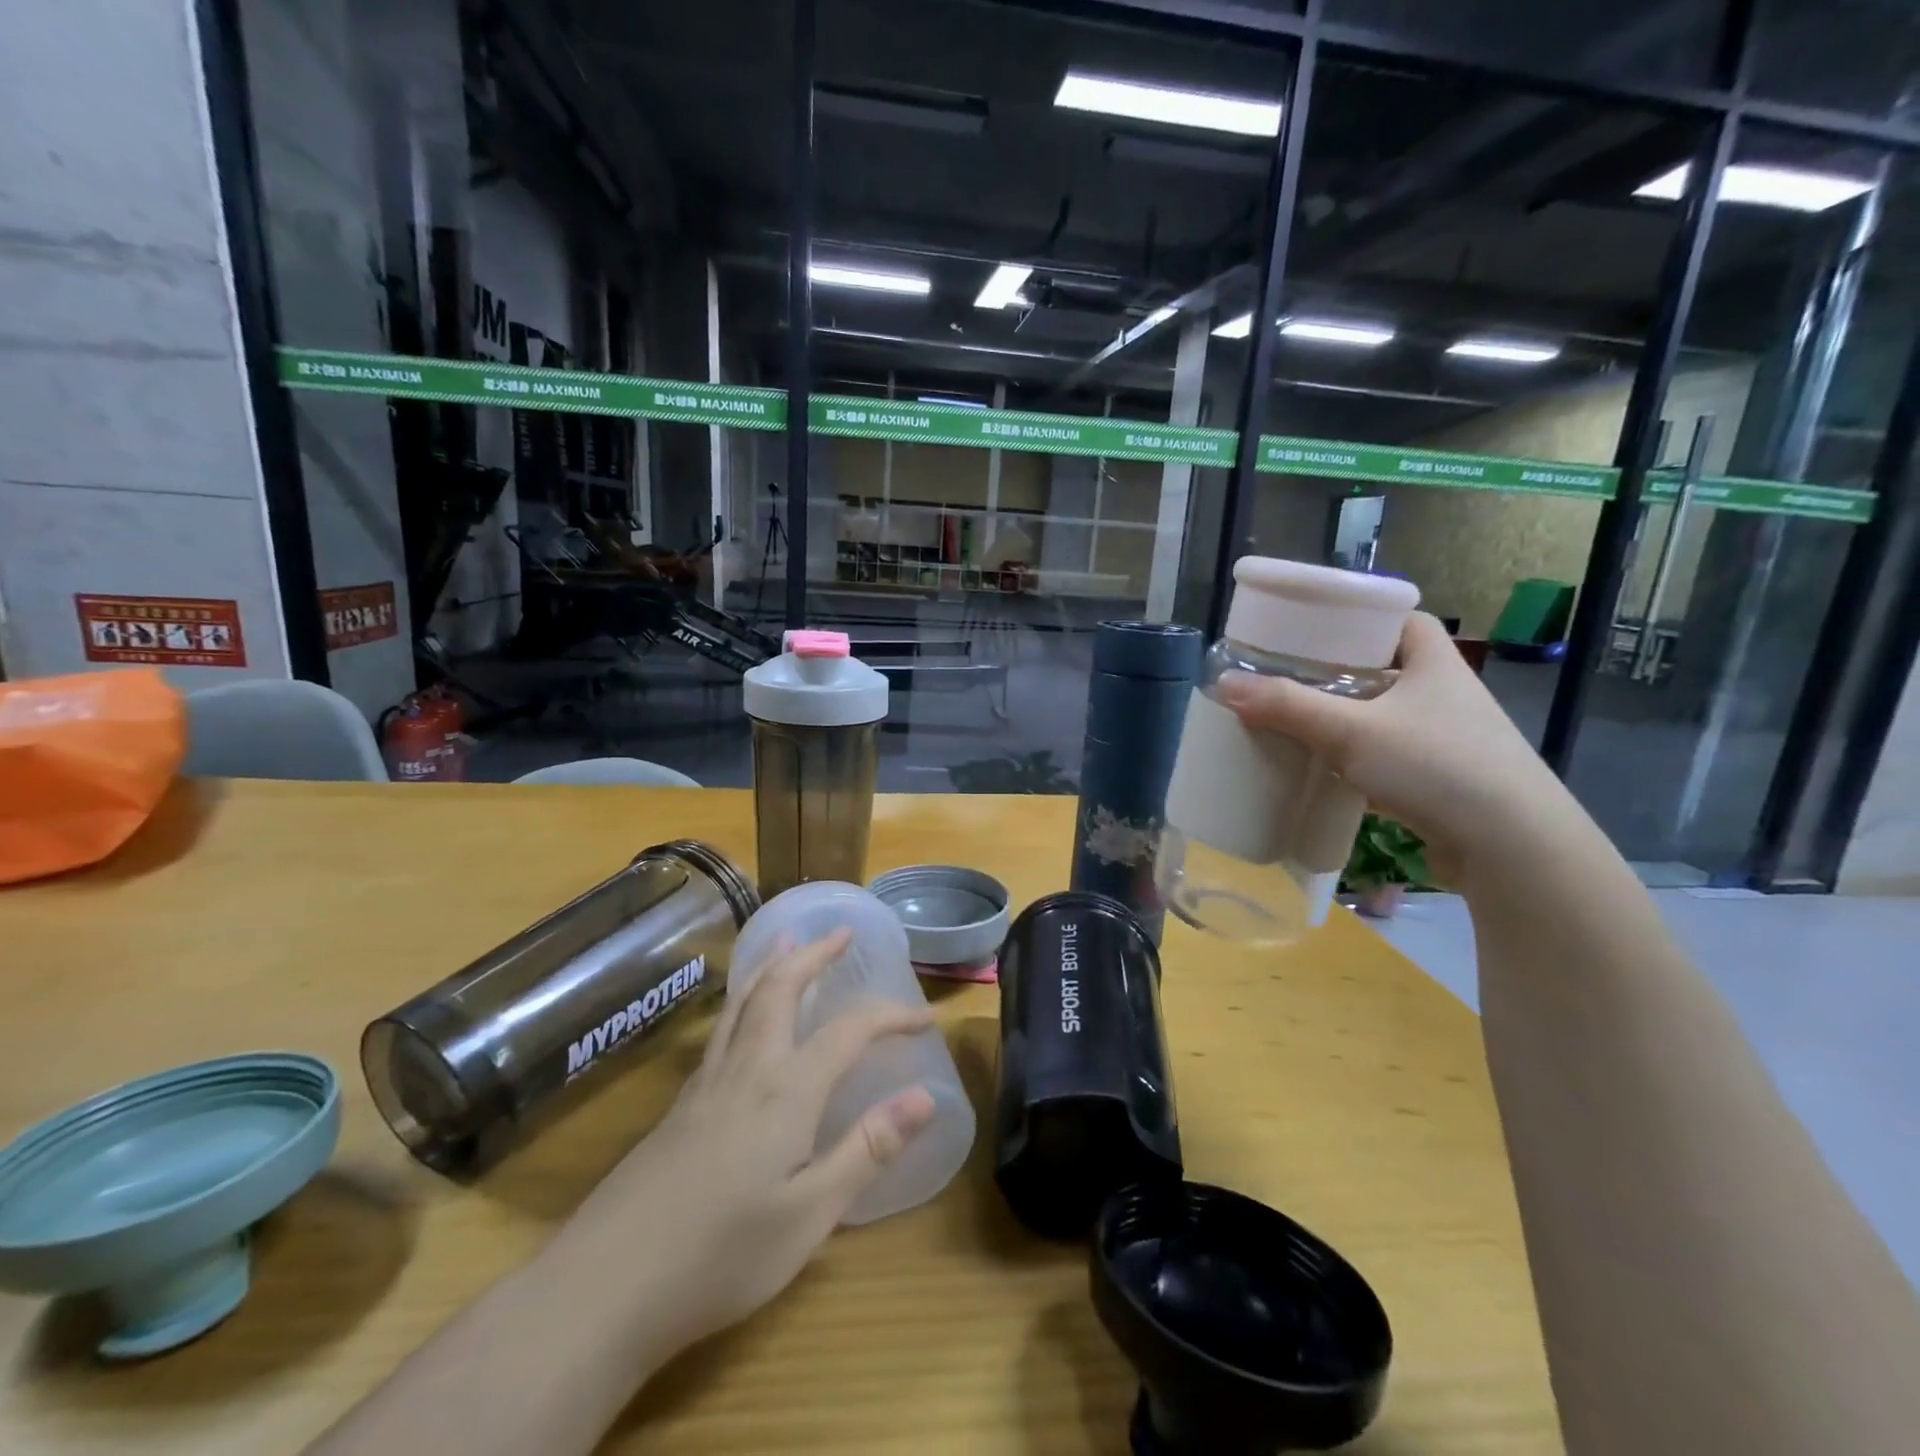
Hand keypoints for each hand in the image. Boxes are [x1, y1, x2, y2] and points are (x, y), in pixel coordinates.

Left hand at [577, 929, 936, 1355]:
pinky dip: (744, 998)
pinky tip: (743, 1016)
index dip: (892, 1016)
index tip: (926, 1019)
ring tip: (786, 941)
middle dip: (814, 954)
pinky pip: (722, 1027)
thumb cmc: (721, 1255)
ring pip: (743, 1001)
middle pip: (782, 988)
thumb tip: (925, 1096)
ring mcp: (707, 1083)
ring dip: (772, 965)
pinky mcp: (681, 1104)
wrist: (604, 1287)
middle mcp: (748, 1068)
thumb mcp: (811, 1214)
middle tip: (840, 933)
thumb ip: (868, 1148)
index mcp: (787, 1089)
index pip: (850, 1029)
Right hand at [1215, 611, 1574, 885]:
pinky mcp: (1441, 779)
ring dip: (1346, 716)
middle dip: (1338, 671)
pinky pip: (1388, 753)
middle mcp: (1445, 693)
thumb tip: (1225, 684)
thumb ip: (1288, 706)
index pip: (1400, 618)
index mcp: (1434, 662)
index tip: (1315, 627)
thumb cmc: (1436, 766)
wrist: (1510, 846)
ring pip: (1384, 714)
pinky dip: (1356, 755)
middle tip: (1288, 674)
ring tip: (1295, 718)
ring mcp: (1447, 738)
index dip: (1360, 616)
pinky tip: (1323, 766)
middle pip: (1385, 667)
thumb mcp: (1352, 730)